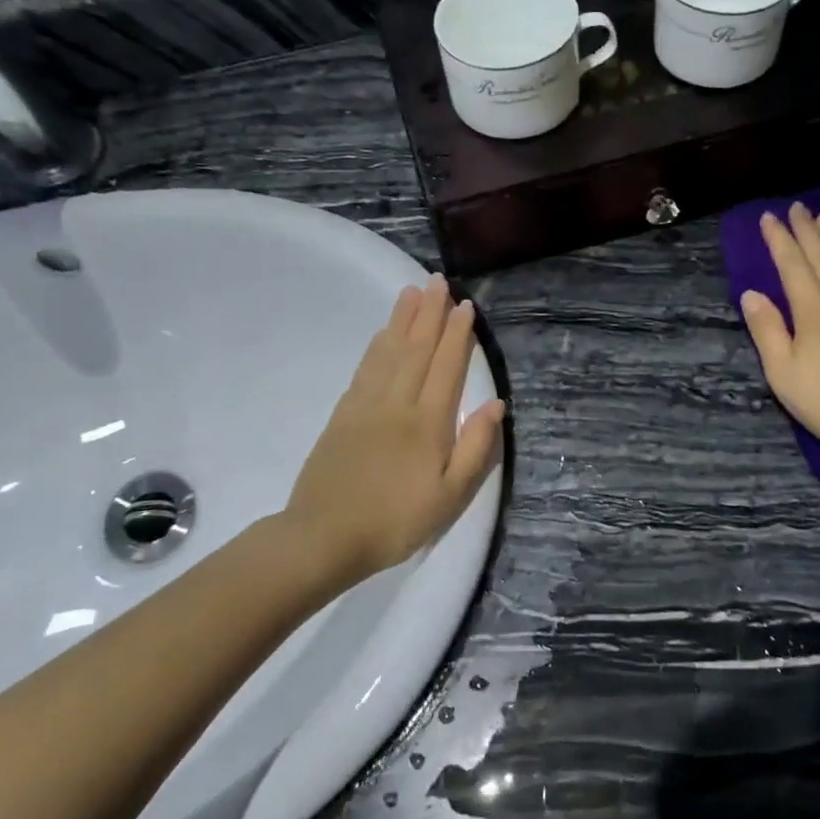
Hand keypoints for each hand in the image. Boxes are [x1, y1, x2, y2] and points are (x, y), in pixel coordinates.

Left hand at [283, 276, 505, 584]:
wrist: (323, 537)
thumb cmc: (396, 521)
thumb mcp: (449, 496)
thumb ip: (475, 448)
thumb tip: (496, 404)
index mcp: (427, 422)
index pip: (446, 367)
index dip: (457, 335)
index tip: (465, 306)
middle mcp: (397, 403)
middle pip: (416, 349)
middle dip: (430, 313)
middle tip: (437, 280)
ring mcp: (365, 406)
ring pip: (389, 352)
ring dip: (402, 320)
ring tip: (411, 291)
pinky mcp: (343, 415)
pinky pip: (365, 369)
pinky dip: (377, 345)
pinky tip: (383, 334)